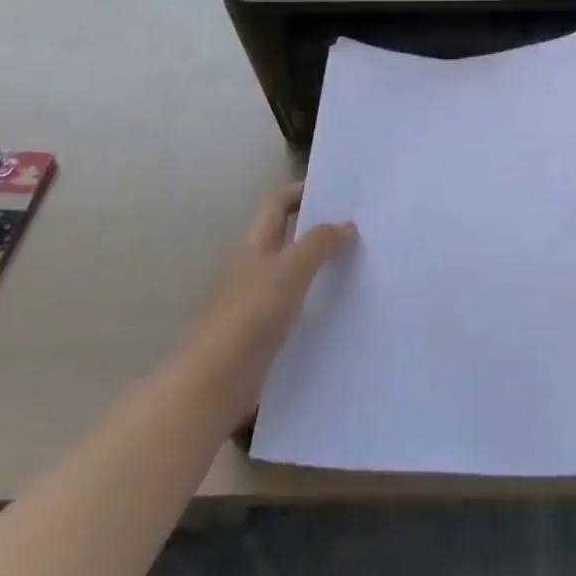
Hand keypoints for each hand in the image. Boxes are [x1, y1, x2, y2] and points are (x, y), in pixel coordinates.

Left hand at [187, 184, 356, 424]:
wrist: (214, 383)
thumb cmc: (250, 316)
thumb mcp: (289, 271)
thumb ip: (318, 244)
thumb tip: (346, 224)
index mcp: (255, 246)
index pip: (276, 205)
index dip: (300, 192)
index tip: (335, 192)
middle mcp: (255, 269)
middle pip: (287, 238)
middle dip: (318, 231)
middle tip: (358, 229)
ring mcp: (258, 304)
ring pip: (295, 275)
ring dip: (322, 268)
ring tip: (361, 267)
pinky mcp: (265, 336)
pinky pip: (297, 309)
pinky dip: (318, 304)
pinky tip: (344, 312)